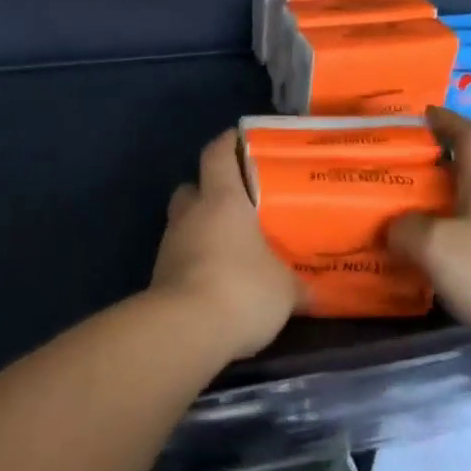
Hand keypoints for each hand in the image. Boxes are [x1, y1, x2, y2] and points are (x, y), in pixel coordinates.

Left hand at [152, 131, 302, 361]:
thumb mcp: (284, 289)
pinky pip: (180, 259)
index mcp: (222, 200)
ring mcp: (170, 247)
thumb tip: (311, 291)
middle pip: (192, 188)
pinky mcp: (159, 279)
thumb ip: (295, 284)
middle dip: (209, 191)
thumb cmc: (242, 288)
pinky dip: (195, 264)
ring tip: (230, 248)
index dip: (227, 144)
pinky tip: (216, 282)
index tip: (241, 139)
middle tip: (237, 203)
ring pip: (183, 225)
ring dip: (201, 231)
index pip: (217, 155)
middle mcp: (190, 215)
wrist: (185, 331)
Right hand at [388, 108, 470, 360]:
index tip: (422, 113)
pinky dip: (442, 240)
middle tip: (394, 170)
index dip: (446, 120)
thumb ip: (405, 228)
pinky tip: (422, 259)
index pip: (468, 137)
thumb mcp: (434, 244)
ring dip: (433, 206)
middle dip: (430, 166)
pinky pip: (466, 241)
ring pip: (462, 209)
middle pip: (463, 172)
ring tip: (398, 217)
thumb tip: (396, 228)